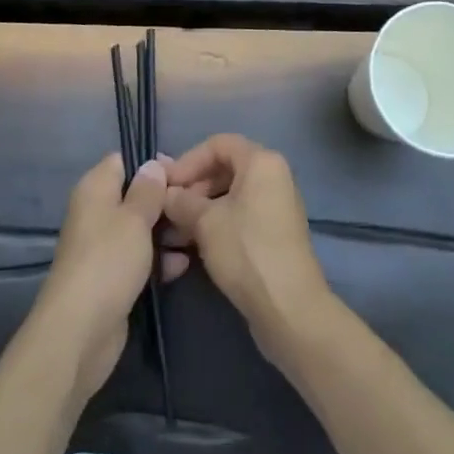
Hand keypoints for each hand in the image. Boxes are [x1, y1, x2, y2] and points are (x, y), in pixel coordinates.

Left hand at [32, 152, 188, 401]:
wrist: (80, 332)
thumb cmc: (109, 261)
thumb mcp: (135, 218)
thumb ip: (148, 190)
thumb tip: (153, 165)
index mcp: (95, 189)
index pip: (123, 161)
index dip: (151, 165)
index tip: (181, 174)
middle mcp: (96, 213)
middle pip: (135, 196)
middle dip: (164, 202)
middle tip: (195, 207)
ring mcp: (104, 247)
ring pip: (140, 229)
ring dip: (166, 233)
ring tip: (196, 235)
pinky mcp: (112, 278)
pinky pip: (139, 258)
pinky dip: (159, 260)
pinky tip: (183, 265)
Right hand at [164, 135, 332, 363]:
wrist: (289, 309)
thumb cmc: (246, 251)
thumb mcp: (205, 222)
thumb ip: (181, 200)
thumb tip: (164, 192)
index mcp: (261, 161)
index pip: (217, 144)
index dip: (187, 161)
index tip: (165, 185)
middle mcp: (273, 175)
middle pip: (225, 168)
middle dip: (193, 187)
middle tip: (168, 210)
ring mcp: (276, 205)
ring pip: (231, 194)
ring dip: (201, 209)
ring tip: (175, 232)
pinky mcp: (275, 232)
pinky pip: (241, 214)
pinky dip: (217, 223)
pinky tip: (194, 245)